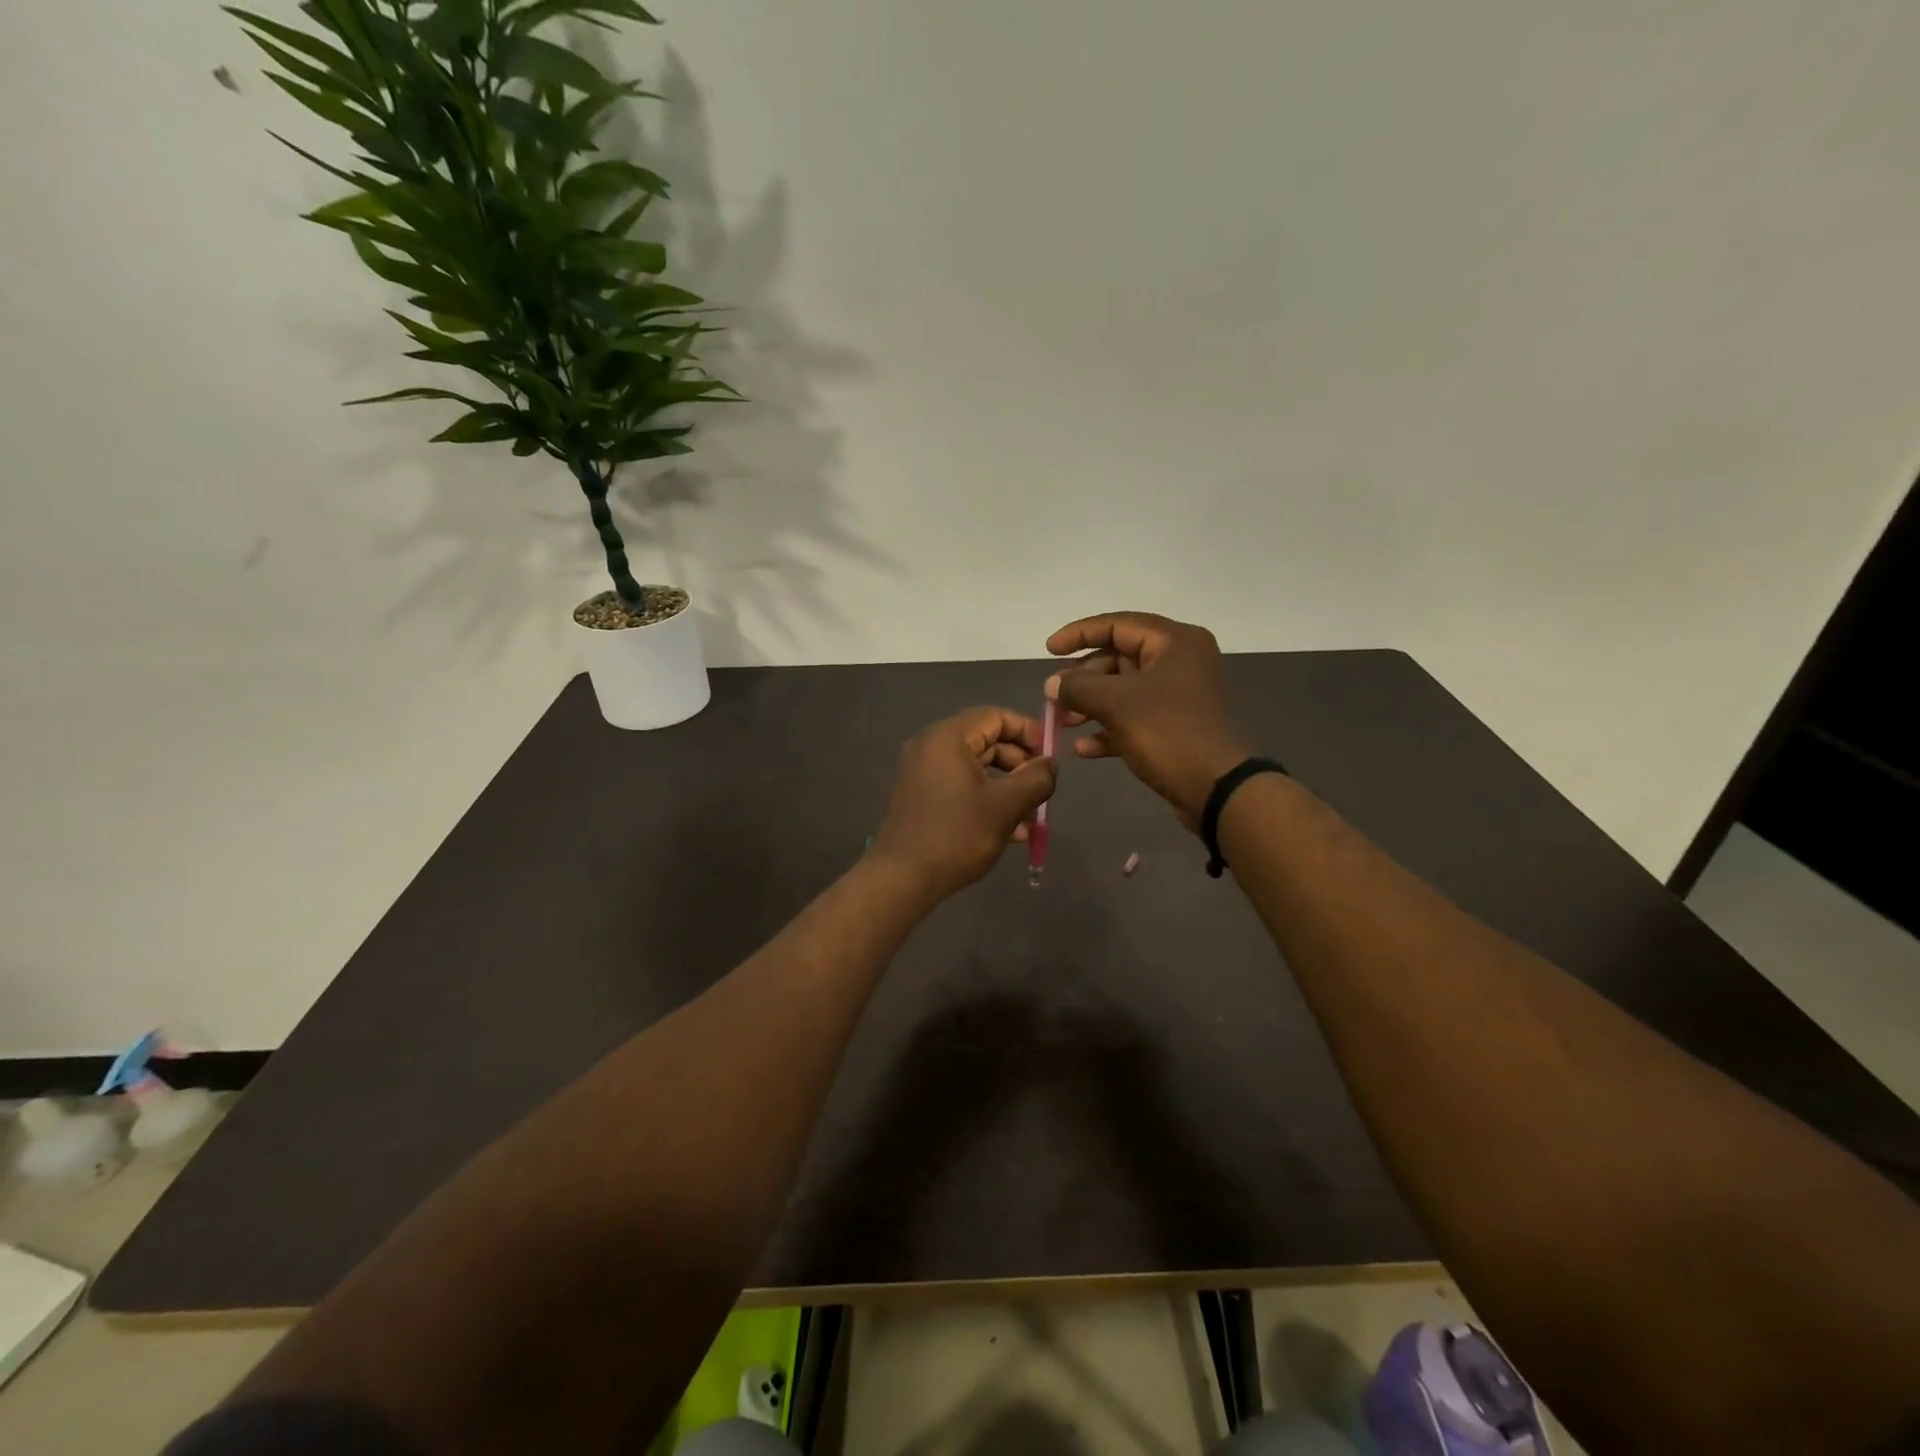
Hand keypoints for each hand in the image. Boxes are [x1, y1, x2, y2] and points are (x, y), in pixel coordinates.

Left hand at [868, 707, 1057, 899]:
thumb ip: (1036, 779)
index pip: (995, 716)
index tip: (1050, 755)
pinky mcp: (920, 796)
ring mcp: (922, 772)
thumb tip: (1050, 764)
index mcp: (947, 737)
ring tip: (1030, 818)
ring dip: (1007, 787)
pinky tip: (1009, 831)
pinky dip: (985, 799)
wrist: (902, 878)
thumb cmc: (956, 835)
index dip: (1028, 731)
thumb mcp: (1006, 806)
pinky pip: (960, 786)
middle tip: (1042, 789)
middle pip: (986, 741)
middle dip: (1019, 765)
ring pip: (976, 768)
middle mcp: (930, 746)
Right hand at [1046, 612, 1249, 827]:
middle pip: (1119, 658)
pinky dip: (1108, 729)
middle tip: (1054, 697)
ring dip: (1090, 705)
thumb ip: (1078, 687)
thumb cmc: (1168, 733)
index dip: (1079, 634)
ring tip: (1063, 723)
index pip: (1118, 624)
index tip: (1049, 650)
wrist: (1217, 789)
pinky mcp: (1175, 726)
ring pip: (1124, 690)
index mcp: (1174, 642)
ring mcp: (1179, 695)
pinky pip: (1134, 718)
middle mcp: (1180, 661)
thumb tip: (1052, 684)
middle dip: (1082, 678)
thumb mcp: (1116, 704)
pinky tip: (1083, 750)